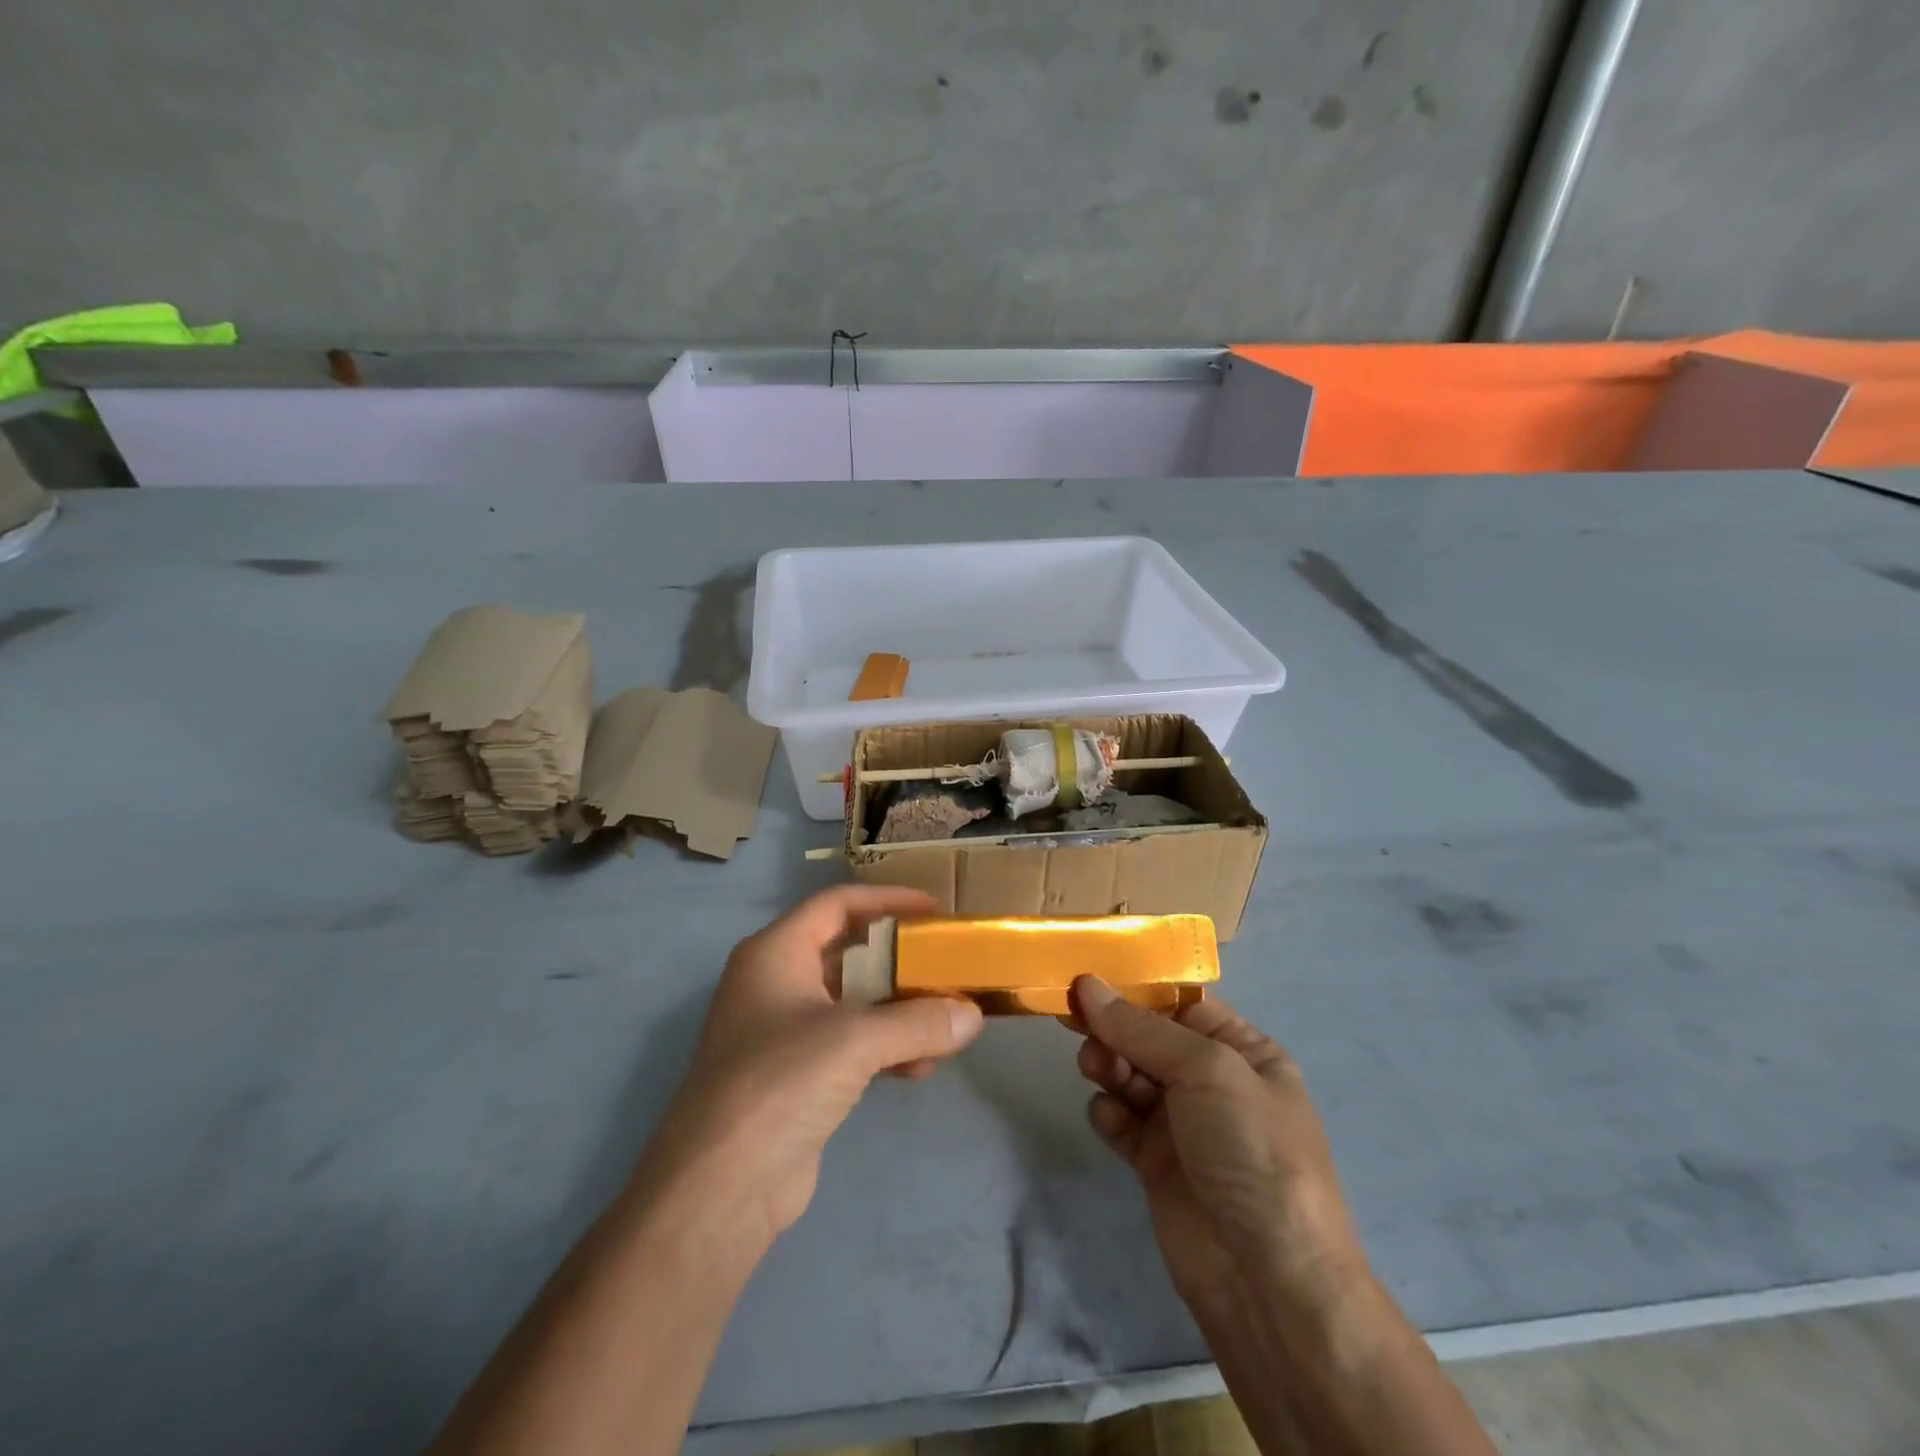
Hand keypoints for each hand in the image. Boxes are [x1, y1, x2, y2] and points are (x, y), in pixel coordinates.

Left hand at [635, 887, 982, 1247]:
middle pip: (849, 953)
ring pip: (854, 1003)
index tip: (934, 910)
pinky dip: (886, 1049)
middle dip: (900, 962)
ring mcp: (784, 1031)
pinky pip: (851, 1045)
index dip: (886, 900)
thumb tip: (973, 1016)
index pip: (836, 904)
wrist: (719, 1188)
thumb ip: (918, 1022)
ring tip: (946, 1024)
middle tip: (946, 966)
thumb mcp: (854, 1041)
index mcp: (776, 953)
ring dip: (899, 1011)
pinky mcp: (796, 1076)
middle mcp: (776, 982)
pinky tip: (921, 1069)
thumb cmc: (780, 1083)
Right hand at [1070, 976, 1370, 1327]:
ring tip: (1095, 1070)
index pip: (1180, 1003)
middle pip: (1147, 1037)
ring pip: (1129, 1074)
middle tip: (1074, 1022)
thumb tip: (1087, 985)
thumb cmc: (1251, 1149)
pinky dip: (1108, 1113)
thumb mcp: (1207, 1070)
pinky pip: (1120, 1120)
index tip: (1087, 978)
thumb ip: (1141, 1028)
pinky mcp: (1155, 1163)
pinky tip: (1108, 1118)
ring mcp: (1183, 1124)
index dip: (1135, 990)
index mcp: (1242, 1050)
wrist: (1269, 1279)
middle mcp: (1211, 1081)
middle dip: (1113, 1028)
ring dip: (1107, 1065)